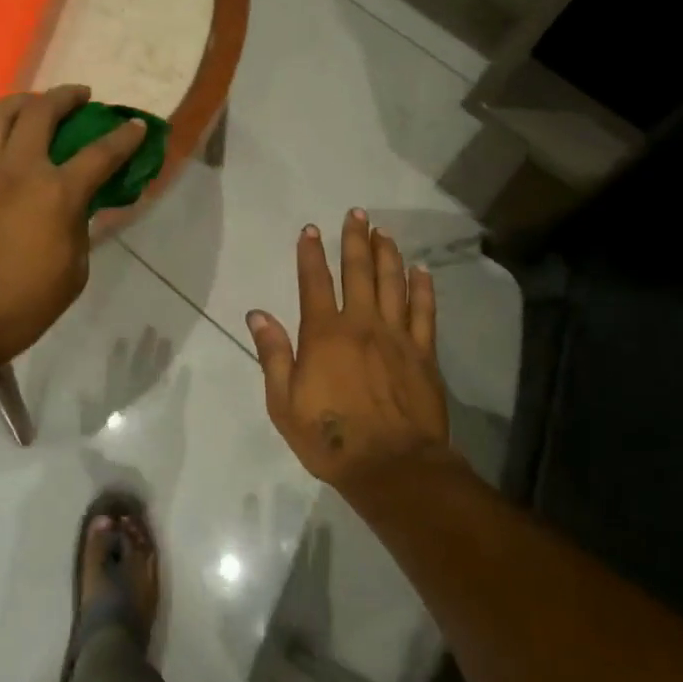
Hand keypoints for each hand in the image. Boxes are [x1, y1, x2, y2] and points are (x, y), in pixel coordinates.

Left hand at [0, 85, 145, 366]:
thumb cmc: (24, 304)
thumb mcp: (73, 270)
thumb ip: (78, 228)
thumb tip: (77, 207)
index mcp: (56, 192)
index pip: (100, 153)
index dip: (124, 137)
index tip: (137, 126)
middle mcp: (18, 170)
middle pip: (41, 111)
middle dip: (66, 97)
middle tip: (81, 97)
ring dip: (21, 103)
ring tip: (34, 106)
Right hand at [247, 209, 452, 493]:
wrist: (392, 467)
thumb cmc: (329, 438)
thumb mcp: (284, 402)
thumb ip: (274, 355)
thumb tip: (257, 314)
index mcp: (324, 335)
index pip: (315, 283)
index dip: (311, 254)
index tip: (310, 229)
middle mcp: (362, 325)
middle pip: (359, 272)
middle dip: (355, 240)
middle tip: (356, 214)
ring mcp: (397, 337)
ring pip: (393, 284)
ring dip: (388, 254)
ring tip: (384, 232)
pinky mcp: (424, 354)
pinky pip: (425, 312)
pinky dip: (422, 288)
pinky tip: (421, 270)